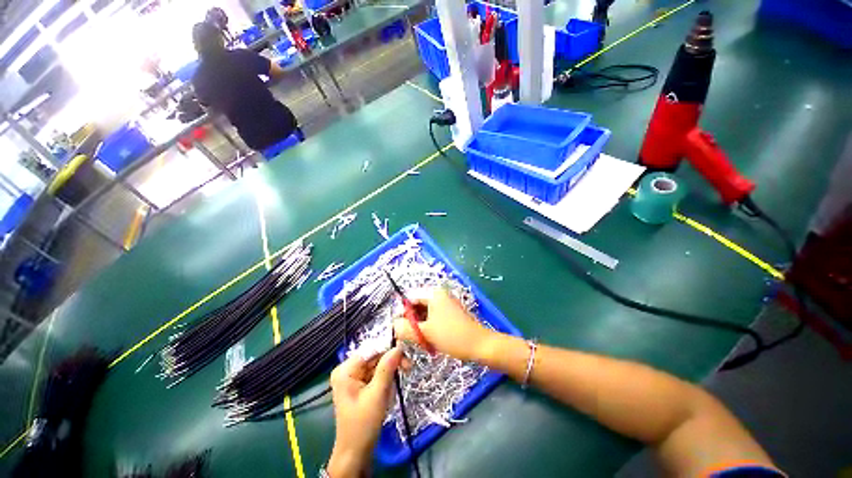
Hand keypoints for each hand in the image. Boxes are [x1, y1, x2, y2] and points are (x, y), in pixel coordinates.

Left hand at [327, 347, 402, 477]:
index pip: (371, 349)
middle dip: (391, 362)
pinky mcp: (359, 384)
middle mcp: (348, 369)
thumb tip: (398, 347)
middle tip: (408, 368)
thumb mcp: (377, 394)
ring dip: (389, 374)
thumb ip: (387, 368)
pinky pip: (376, 374)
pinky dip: (385, 381)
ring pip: (377, 365)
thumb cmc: (363, 424)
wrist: (355, 453)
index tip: (406, 352)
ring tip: (392, 390)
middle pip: (375, 356)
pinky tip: (388, 393)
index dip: (388, 348)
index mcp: (346, 370)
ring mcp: (353, 377)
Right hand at [393, 286, 495, 361]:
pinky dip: (429, 328)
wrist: (481, 346)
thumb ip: (405, 328)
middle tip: (409, 337)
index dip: (402, 312)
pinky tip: (430, 340)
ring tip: (421, 341)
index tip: (399, 329)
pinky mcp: (450, 314)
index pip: (410, 298)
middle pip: (417, 306)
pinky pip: (434, 318)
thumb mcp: (426, 333)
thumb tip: (393, 325)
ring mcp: (446, 305)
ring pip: (425, 314)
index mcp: (434, 294)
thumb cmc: (453, 336)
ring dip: (420, 327)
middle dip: (411, 321)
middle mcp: (439, 296)